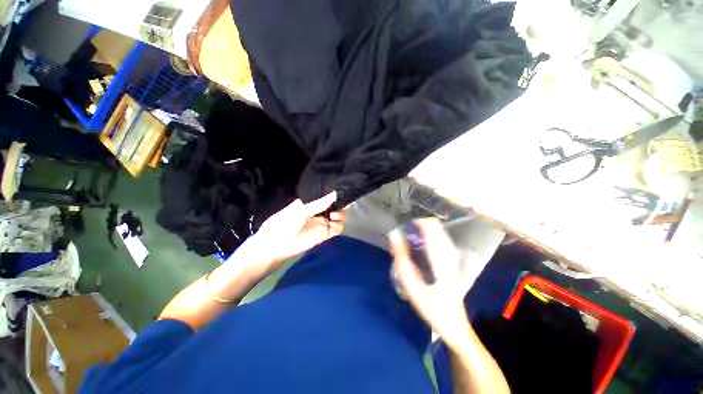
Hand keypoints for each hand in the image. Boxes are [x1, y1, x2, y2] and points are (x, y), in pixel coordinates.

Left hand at [232, 192, 344, 273]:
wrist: (278, 244)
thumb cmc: (285, 223)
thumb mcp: (301, 210)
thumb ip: (319, 203)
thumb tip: (335, 194)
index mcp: (310, 202)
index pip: (325, 195)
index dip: (333, 193)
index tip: (342, 189)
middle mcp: (318, 211)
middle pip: (334, 205)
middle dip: (340, 203)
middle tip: (343, 201)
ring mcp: (321, 223)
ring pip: (338, 216)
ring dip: (340, 213)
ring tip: (335, 214)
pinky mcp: (325, 235)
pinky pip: (337, 228)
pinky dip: (339, 224)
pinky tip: (333, 222)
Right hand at [389, 218, 469, 348]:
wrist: (454, 325)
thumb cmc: (434, 310)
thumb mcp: (414, 290)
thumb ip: (403, 263)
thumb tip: (394, 237)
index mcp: (442, 257)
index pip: (431, 227)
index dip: (415, 223)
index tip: (401, 229)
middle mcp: (449, 254)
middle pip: (435, 229)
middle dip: (418, 228)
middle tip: (403, 239)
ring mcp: (453, 260)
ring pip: (439, 236)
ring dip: (423, 235)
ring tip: (408, 244)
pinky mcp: (452, 266)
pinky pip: (440, 245)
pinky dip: (428, 242)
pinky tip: (420, 253)